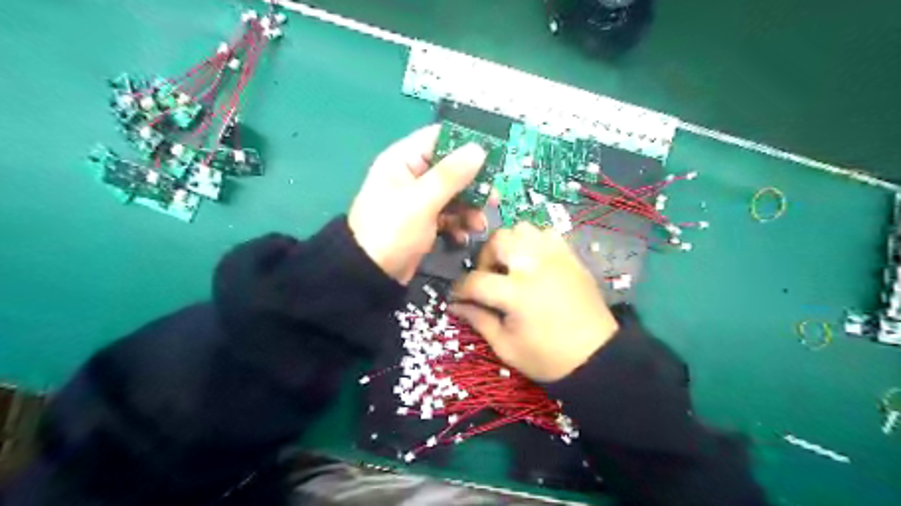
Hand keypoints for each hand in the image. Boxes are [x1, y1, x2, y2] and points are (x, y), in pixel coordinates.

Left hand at [350, 125, 491, 283]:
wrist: (370, 275)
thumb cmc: (391, 231)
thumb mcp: (421, 201)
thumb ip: (451, 175)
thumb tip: (479, 149)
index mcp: (404, 160)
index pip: (439, 138)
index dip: (466, 144)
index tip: (493, 156)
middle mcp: (412, 175)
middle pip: (452, 168)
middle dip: (474, 184)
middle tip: (493, 198)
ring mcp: (419, 200)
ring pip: (454, 194)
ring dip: (470, 208)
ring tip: (479, 225)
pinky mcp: (425, 221)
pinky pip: (449, 215)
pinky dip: (459, 224)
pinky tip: (464, 237)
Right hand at [450, 224, 619, 381]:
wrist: (597, 357)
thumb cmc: (548, 357)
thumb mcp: (506, 347)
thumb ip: (479, 320)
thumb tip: (455, 304)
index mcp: (516, 294)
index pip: (476, 280)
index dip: (460, 288)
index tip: (457, 296)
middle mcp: (535, 267)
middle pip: (499, 241)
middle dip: (485, 258)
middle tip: (488, 278)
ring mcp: (556, 258)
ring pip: (523, 229)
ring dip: (510, 245)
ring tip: (511, 267)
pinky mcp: (571, 257)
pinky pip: (547, 234)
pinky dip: (534, 242)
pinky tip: (534, 262)